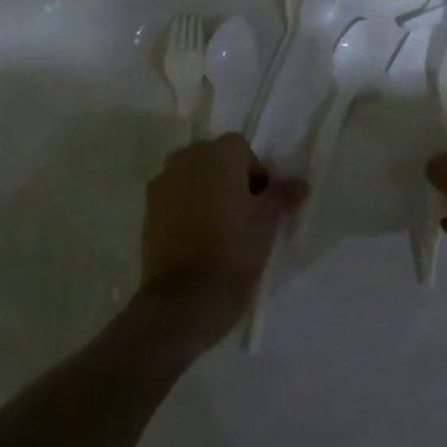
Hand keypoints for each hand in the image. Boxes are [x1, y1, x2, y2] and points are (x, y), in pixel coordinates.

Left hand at [139, 134, 307, 349]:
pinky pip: (174, 199)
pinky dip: (186, 209)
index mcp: (218, 153)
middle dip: (229, 178)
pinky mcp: (147, 211)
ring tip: (219, 227)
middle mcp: (186, 159)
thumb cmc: (234, 249)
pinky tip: (197, 238)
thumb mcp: (268, 221)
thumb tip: (299, 184)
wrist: (185, 298)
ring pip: (191, 178)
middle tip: (243, 213)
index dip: (256, 173)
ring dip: (206, 192)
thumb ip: (283, 195)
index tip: (262, 203)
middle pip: (214, 159)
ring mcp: (162, 184)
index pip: (242, 149)